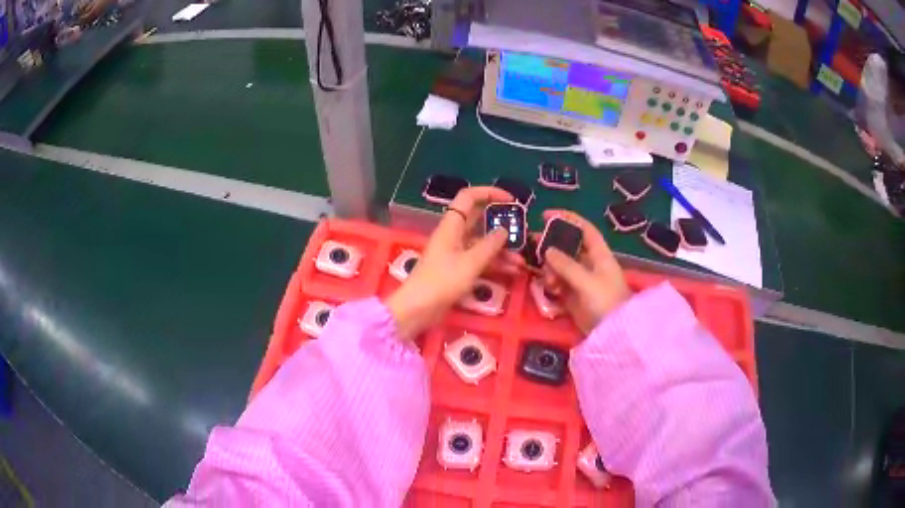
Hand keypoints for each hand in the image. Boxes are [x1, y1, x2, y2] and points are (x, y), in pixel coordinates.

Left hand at [386, 187, 519, 340]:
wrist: (418, 309)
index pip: (469, 197)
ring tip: (522, 260)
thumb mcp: (470, 262)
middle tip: (522, 230)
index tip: (511, 200)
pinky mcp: (458, 270)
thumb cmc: (441, 281)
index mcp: (452, 226)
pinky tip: (513, 272)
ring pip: (482, 243)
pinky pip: (480, 260)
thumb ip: (490, 245)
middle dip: (500, 223)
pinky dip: (495, 263)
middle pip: (479, 220)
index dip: (489, 193)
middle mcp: (454, 235)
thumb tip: (504, 230)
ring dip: (501, 249)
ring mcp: (456, 253)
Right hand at [540, 210, 631, 333]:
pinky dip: (551, 283)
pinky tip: (548, 288)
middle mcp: (589, 264)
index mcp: (599, 254)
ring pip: (560, 266)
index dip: (566, 219)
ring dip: (550, 268)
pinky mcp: (573, 297)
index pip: (583, 229)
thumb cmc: (606, 301)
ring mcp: (580, 281)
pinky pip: (558, 284)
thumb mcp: (587, 281)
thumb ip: (566, 265)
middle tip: (531, 243)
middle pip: (567, 246)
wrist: (613, 333)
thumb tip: (547, 250)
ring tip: (547, 279)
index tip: (545, 215)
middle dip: (551, 244)